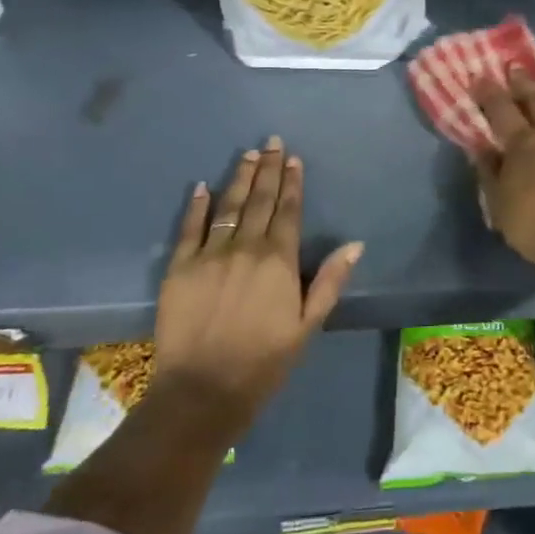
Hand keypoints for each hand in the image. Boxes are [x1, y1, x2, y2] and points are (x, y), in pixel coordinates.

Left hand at [152, 137, 361, 434]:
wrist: (203, 391)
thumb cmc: (264, 361)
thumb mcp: (308, 325)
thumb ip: (329, 281)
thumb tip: (355, 244)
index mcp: (278, 260)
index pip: (288, 211)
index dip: (292, 183)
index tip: (293, 159)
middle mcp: (245, 248)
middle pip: (259, 200)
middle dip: (268, 169)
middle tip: (271, 142)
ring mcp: (209, 255)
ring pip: (227, 207)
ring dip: (239, 178)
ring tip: (247, 154)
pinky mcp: (179, 268)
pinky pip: (189, 229)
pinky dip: (196, 206)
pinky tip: (202, 187)